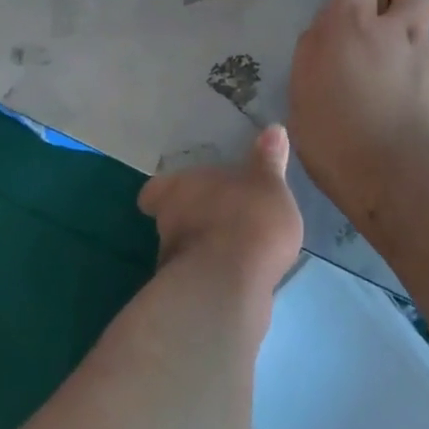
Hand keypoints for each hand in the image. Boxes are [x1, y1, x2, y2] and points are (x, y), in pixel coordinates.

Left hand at [139, 126, 302, 303]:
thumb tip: (274, 128)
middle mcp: (167, 225)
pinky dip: (216, 279)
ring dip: (204, 251)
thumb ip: (269, 160)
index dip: (166, 193)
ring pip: (185, 252)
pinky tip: (240, 279)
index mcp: (178, 189)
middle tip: (220, 218)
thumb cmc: (248, 219)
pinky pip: (202, 281)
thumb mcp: (269, 183)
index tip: (180, 193)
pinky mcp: (188, 299)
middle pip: (171, 220)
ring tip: (235, 251)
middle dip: (193, 221)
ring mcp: (173, 266)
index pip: (155, 190)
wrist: (232, 289)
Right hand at [288, 0, 428, 202]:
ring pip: (422, 31)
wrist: (404, 181)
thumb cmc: (336, 136)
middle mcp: (396, 31)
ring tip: (385, 86)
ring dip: (407, 42)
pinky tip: (401, 113)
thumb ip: (317, 52)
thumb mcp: (304, 90)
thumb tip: (331, 34)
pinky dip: (416, 78)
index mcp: (352, 25)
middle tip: (387, 16)